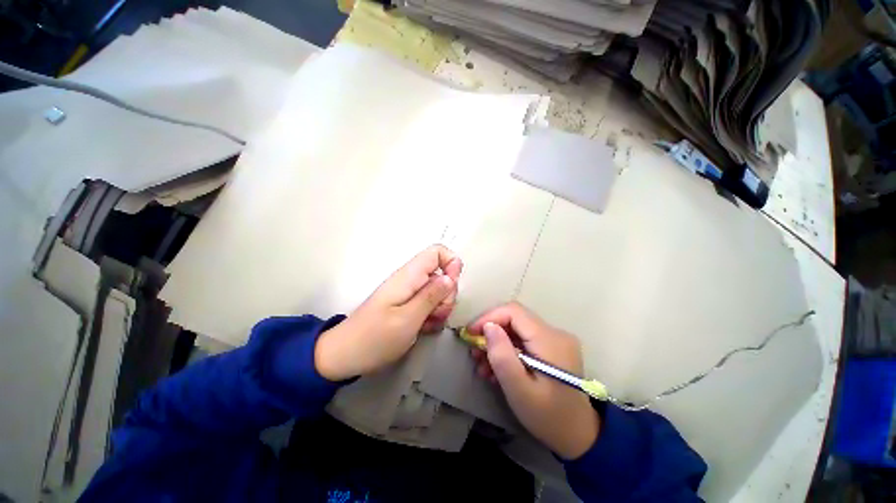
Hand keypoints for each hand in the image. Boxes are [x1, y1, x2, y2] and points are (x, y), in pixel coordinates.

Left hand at [315, 245, 462, 380]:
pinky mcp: (409, 304)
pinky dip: (432, 315)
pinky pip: (430, 303)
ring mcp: (410, 292)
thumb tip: (451, 277)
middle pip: (442, 273)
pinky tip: (424, 328)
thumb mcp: (408, 318)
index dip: (451, 264)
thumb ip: (432, 295)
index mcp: (409, 275)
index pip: (437, 251)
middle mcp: (411, 279)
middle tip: (437, 314)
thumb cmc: (376, 337)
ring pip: (439, 291)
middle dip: (447, 294)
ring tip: (428, 324)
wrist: (346, 355)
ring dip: (441, 307)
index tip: (451, 287)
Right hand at [468, 302, 599, 459]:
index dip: (489, 317)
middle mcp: (555, 332)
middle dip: (491, 332)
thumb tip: (488, 326)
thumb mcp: (519, 390)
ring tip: (483, 366)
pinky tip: (497, 368)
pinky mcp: (552, 347)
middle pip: (515, 319)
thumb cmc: (548, 417)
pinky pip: (524, 340)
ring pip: (517, 329)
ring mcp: (555, 339)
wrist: (579, 436)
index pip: (514, 311)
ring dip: (497, 343)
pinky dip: (508, 350)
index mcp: (550, 339)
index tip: (471, 334)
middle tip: (475, 353)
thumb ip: (502, 355)